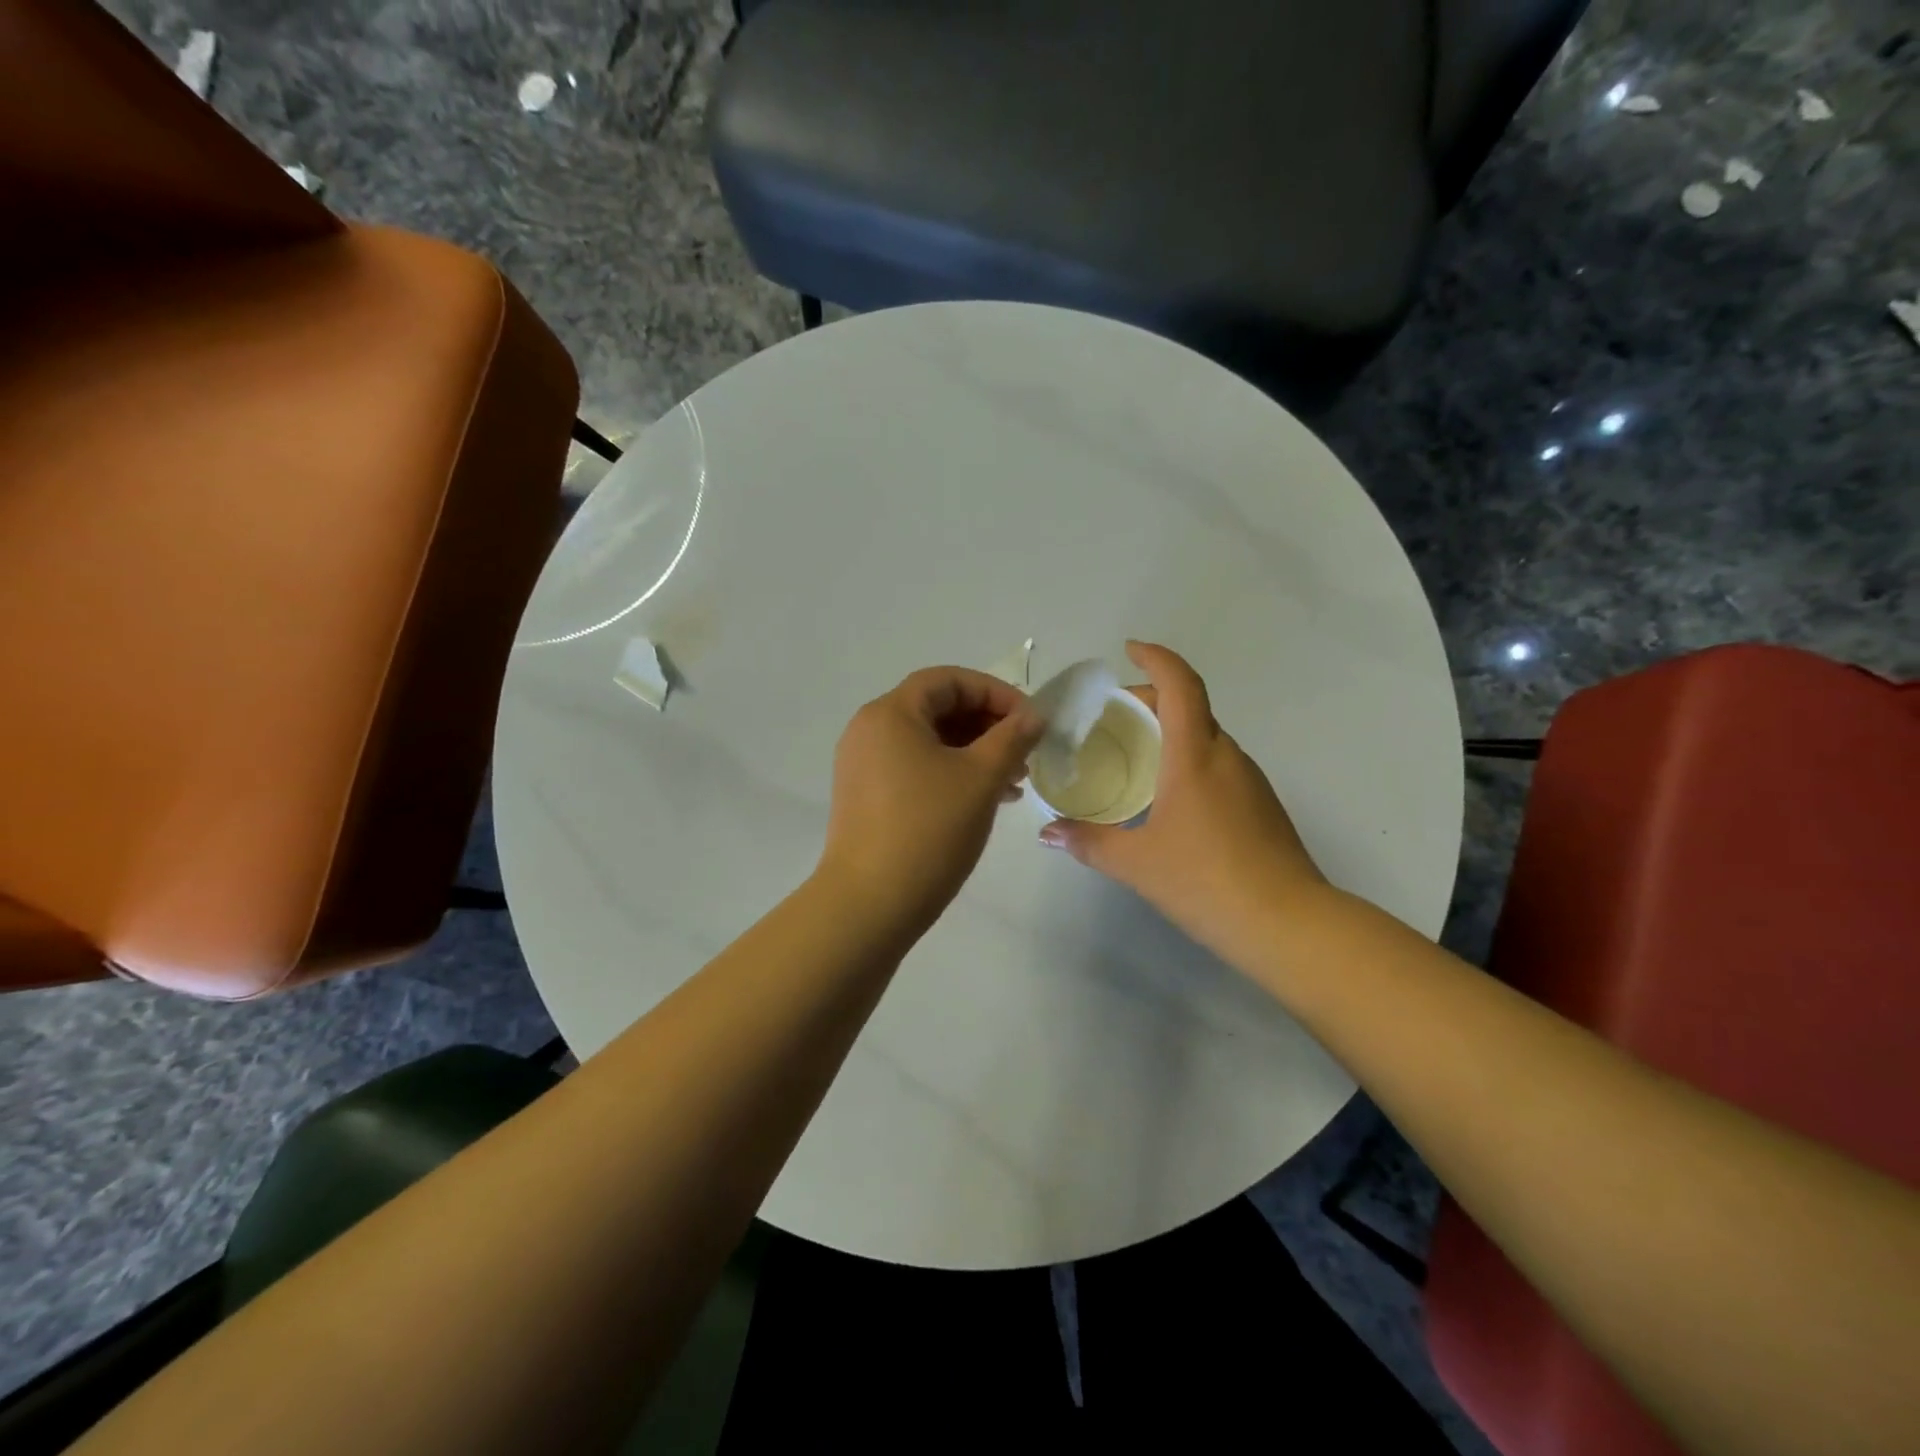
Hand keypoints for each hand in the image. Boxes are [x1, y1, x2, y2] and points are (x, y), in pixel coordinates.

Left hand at [819, 667, 1044, 936]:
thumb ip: (1012, 737)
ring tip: (1014, 782)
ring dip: (973, 752)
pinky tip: (985, 800)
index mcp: (891, 713)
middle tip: (1025, 752)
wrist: (869, 903)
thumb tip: (1034, 715)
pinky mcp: (866, 796)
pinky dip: (951, 774)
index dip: (994, 692)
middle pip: (937, 708)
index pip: (948, 680)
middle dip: (987, 725)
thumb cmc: (928, 830)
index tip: (1029, 720)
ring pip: (928, 742)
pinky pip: (915, 768)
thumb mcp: (980, 778)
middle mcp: (869, 730)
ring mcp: (863, 765)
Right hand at [1038, 642, 1329, 967]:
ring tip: (1135, 756)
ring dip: (1172, 732)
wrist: (1289, 925)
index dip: (1156, 658)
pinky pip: (1218, 764)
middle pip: (1191, 707)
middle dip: (1152, 699)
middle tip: (1112, 717)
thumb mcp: (1135, 863)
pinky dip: (1189, 760)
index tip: (1129, 649)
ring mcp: (1250, 781)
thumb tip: (1047, 833)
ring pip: (1206, 737)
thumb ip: (1087, 842)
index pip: (1180, 685)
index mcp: (1196, 755)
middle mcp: (1227, 756)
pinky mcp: (1261, 806)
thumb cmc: (1206, 881)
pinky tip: (1169, 797)